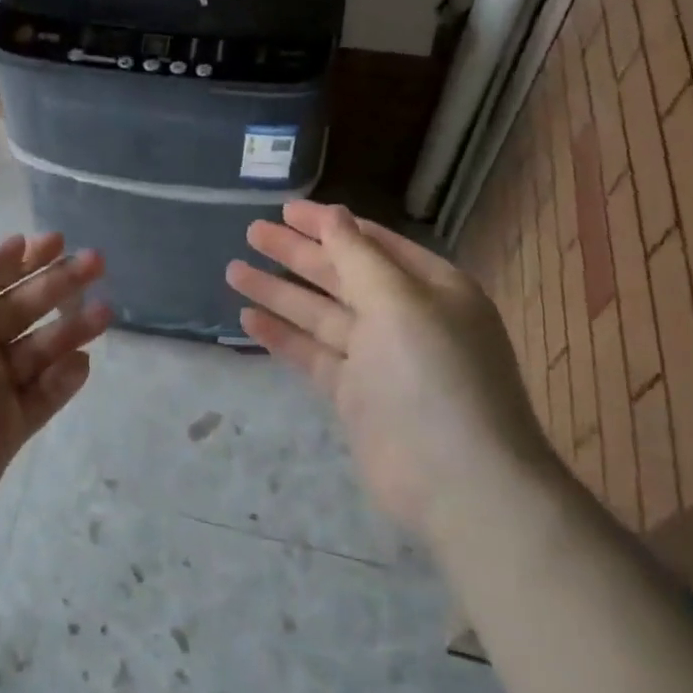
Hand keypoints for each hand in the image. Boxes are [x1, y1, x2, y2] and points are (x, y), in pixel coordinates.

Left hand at [0, 233, 110, 547]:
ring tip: (103, 313)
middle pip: (22, 307)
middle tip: (97, 263)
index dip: (26, 258)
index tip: (60, 241)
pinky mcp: (8, 431)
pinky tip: (80, 364)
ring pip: (40, 350)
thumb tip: (17, 244)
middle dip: (59, 283)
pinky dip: (64, 379)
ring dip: (71, 329)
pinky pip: (43, 397)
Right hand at [225, 201, 547, 548]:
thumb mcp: (399, 301)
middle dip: (296, 253)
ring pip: (320, 314)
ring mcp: (378, 359)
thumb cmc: (434, 374)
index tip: (285, 210)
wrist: (459, 483)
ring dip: (279, 292)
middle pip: (341, 275)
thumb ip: (357, 256)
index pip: (371, 243)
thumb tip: (333, 214)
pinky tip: (248, 319)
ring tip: (233, 270)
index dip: (328, 224)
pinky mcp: (355, 396)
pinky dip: (283, 336)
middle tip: (251, 232)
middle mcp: (405, 318)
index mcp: (431, 287)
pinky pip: (314, 355)